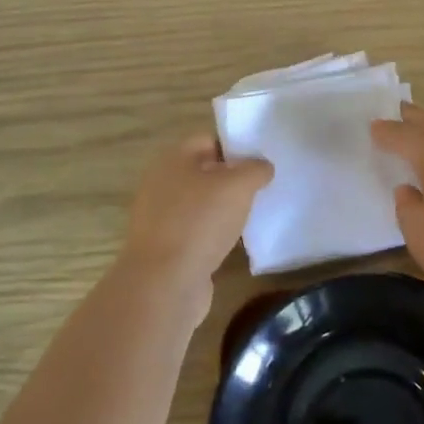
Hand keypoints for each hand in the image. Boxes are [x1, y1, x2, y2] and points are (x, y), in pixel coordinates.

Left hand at [115, 134, 272, 319]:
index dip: (235, 146)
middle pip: (203, 172)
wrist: (164, 284)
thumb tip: (263, 167)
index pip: (208, 140)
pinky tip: (233, 242)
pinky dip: (213, 234)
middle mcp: (161, 183)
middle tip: (261, 187)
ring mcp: (160, 217)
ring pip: (200, 203)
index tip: (261, 159)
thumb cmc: (200, 222)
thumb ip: (255, 169)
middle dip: (231, 179)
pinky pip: (195, 231)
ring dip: (223, 208)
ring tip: (252, 214)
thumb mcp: (238, 186)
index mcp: (173, 159)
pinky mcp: (165, 247)